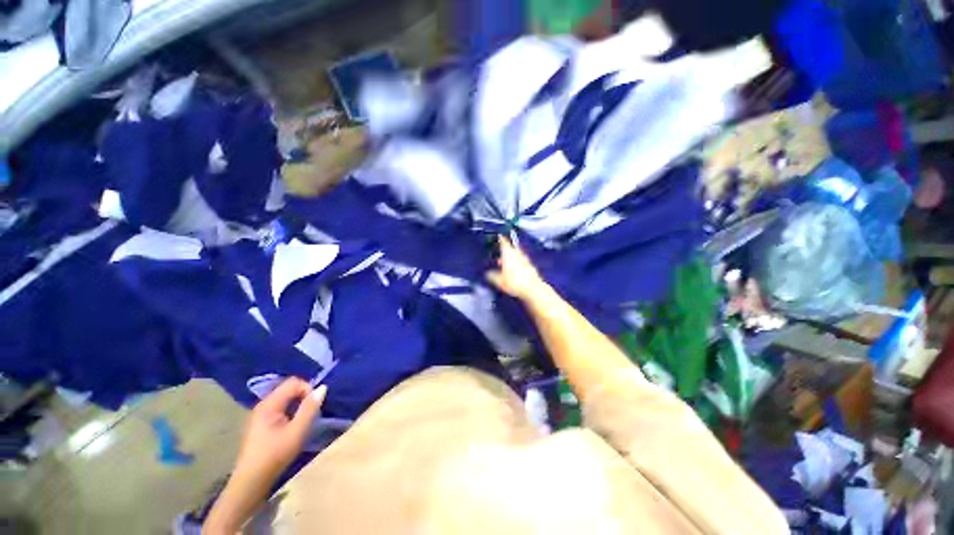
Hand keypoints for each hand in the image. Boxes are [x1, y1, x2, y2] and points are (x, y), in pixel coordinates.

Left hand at [235, 378, 325, 483]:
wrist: (251, 481)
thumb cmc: (275, 455)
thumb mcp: (297, 432)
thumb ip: (310, 408)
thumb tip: (322, 387)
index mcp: (269, 404)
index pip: (293, 382)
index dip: (308, 389)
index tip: (314, 406)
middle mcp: (263, 405)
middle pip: (289, 389)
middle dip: (304, 397)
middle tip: (311, 414)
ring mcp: (260, 414)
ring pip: (285, 398)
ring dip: (298, 405)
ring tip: (303, 420)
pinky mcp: (261, 423)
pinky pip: (280, 407)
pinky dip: (291, 411)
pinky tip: (293, 426)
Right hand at [486, 236, 549, 300]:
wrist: (533, 289)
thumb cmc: (514, 282)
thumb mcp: (499, 281)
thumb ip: (491, 275)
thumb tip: (487, 273)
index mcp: (508, 253)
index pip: (503, 241)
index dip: (499, 238)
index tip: (496, 237)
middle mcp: (517, 253)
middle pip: (509, 248)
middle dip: (503, 250)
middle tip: (496, 254)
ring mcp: (524, 259)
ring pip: (515, 254)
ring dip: (509, 257)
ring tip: (503, 264)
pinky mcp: (530, 265)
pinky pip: (520, 261)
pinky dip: (515, 262)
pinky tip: (512, 270)